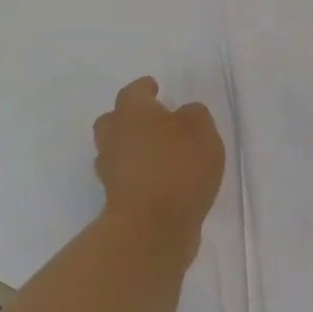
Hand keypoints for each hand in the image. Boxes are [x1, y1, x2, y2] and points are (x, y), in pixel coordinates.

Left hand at [93, 77, 223, 261]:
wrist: (152, 225)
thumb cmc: (178, 165)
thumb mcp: (201, 129)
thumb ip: (194, 115)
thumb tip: (184, 114)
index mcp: (132, 112)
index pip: (134, 92)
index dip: (144, 88)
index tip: (153, 86)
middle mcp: (114, 137)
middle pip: (113, 120)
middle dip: (128, 118)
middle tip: (150, 120)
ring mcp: (111, 171)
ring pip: (116, 150)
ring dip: (131, 148)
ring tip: (158, 152)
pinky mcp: (117, 199)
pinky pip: (126, 177)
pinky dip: (139, 175)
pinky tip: (160, 179)